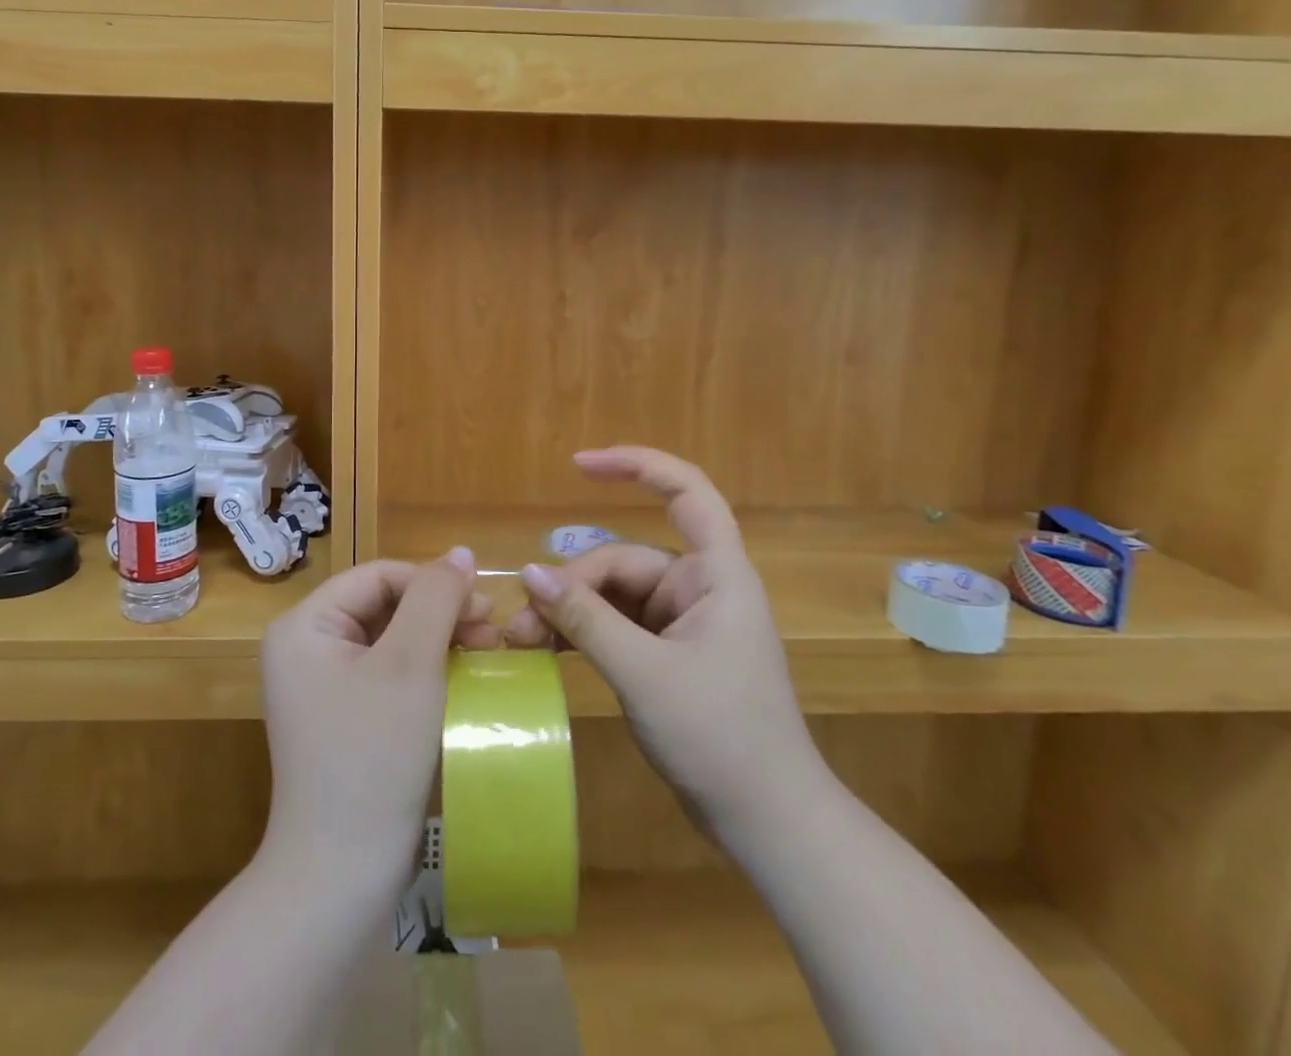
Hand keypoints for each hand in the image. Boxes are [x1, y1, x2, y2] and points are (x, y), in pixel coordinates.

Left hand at [258, 550, 499, 895]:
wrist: (341, 875)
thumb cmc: (374, 756)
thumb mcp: (411, 664)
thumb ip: (436, 597)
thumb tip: (460, 552)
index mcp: (304, 626)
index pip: (379, 576)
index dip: (433, 583)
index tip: (485, 607)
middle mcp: (304, 647)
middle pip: (384, 605)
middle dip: (440, 613)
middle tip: (491, 632)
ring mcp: (321, 685)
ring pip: (391, 638)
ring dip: (439, 639)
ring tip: (485, 653)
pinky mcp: (342, 717)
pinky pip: (388, 672)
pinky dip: (426, 670)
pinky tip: (461, 679)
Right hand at [505, 447, 818, 839]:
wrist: (769, 826)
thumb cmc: (721, 738)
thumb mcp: (644, 675)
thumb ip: (586, 620)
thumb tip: (528, 573)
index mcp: (716, 575)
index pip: (687, 492)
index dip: (638, 465)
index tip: (580, 464)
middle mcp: (700, 588)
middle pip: (624, 561)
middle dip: (572, 585)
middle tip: (521, 623)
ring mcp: (684, 623)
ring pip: (614, 597)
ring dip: (570, 613)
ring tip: (523, 642)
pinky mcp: (670, 655)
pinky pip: (618, 627)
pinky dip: (584, 635)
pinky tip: (546, 651)